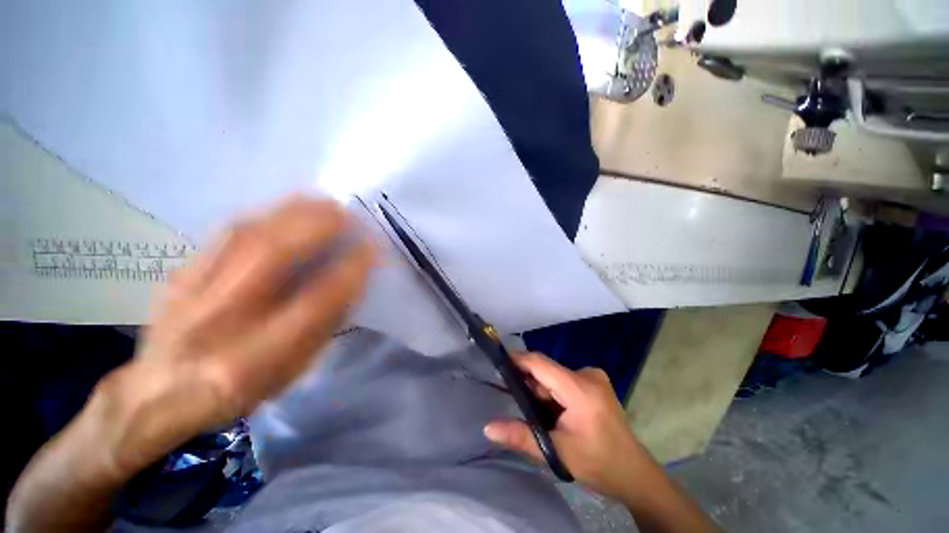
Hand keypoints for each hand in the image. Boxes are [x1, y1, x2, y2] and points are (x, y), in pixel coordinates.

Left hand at [97, 196, 374, 477]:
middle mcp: (221, 321)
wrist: (156, 392)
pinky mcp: (180, 274)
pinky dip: (264, 215)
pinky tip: (285, 209)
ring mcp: (192, 293)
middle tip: (347, 212)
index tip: (371, 248)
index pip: (314, 303)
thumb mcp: (291, 370)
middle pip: (271, 257)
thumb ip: (322, 326)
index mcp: (254, 357)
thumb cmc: (238, 389)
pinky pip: (226, 234)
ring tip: (322, 202)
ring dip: (292, 213)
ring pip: (246, 236)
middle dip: (317, 227)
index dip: (348, 271)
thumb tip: (350, 281)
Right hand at [484, 352, 648, 500]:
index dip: (518, 360)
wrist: (634, 474)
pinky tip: (557, 413)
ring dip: (543, 391)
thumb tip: (488, 428)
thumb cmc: (598, 464)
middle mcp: (587, 375)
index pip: (541, 363)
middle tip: (523, 408)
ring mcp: (594, 377)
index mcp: (580, 389)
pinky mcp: (595, 382)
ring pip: (555, 375)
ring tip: (544, 417)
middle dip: (532, 386)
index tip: (498, 364)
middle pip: (547, 370)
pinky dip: (554, 392)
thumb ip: (521, 437)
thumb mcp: (557, 453)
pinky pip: (565, 379)